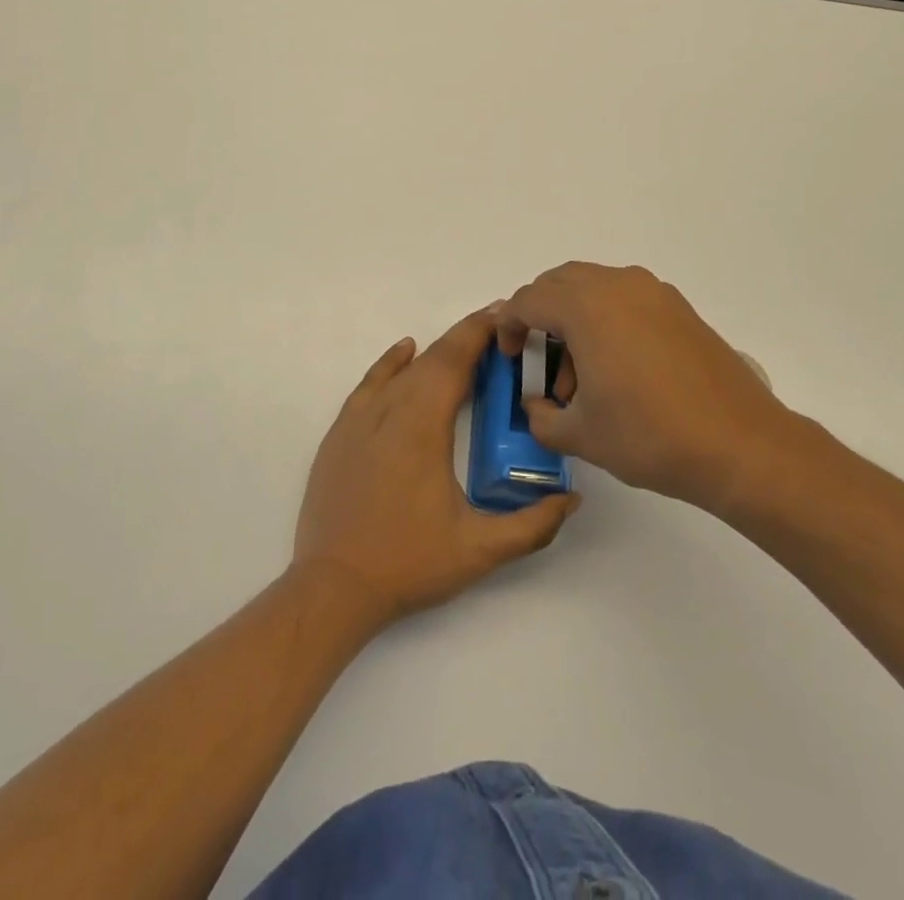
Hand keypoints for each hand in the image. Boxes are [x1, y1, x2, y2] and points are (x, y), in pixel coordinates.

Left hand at [292, 308, 579, 628]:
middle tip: (497, 328)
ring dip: (434, 351)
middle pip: (431, 359)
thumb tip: (571, 499)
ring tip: (464, 344)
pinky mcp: (340, 432)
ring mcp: (359, 419)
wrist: (333, 586)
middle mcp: (389, 410)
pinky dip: (391, 362)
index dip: (479, 333)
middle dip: (465, 338)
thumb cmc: (408, 564)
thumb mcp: (479, 551)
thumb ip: (531, 526)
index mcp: (422, 426)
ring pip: (402, 369)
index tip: (504, 315)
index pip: (454, 362)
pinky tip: (405, 352)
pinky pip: (370, 382)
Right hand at [497, 263, 809, 516]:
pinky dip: (606, 318)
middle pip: (559, 283)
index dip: (508, 326)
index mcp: (586, 307)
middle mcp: (618, 285)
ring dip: (573, 316)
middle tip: (536, 357)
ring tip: (580, 374)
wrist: (741, 445)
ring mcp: (653, 292)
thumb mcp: (580, 435)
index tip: (507, 356)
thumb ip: (541, 418)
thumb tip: (537, 407)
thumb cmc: (650, 435)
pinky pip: (625, 297)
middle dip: (538, 314)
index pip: (528, 300)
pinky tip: (616, 366)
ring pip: (593, 286)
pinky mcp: (679, 308)